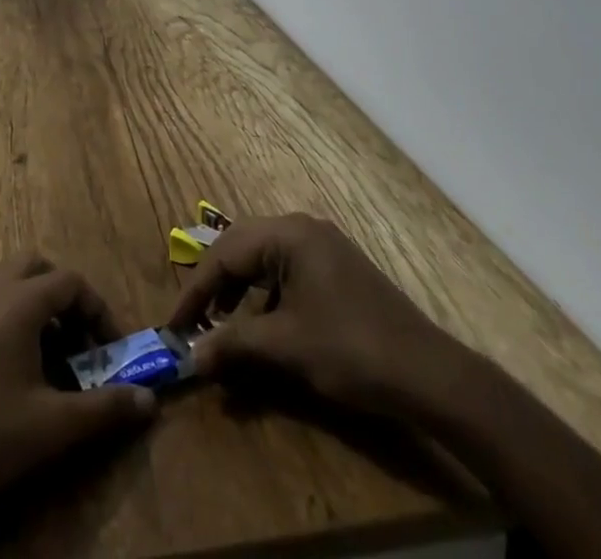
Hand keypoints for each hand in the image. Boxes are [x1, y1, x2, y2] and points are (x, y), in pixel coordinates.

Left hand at [0, 255, 156, 554]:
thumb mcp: (50, 429)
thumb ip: (104, 410)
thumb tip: (150, 400)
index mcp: (19, 301)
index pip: (72, 283)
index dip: (98, 311)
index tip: (110, 350)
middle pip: (36, 267)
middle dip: (62, 296)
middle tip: (76, 341)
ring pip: (3, 279)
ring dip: (29, 302)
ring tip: (41, 353)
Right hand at [167, 213, 480, 420]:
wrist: (426, 372)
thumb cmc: (350, 349)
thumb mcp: (286, 346)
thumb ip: (234, 344)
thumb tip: (191, 355)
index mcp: (288, 234)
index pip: (226, 253)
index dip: (196, 290)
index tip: (175, 326)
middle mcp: (302, 228)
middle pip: (242, 247)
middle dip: (215, 284)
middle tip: (194, 321)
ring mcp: (322, 246)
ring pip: (264, 259)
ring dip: (239, 290)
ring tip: (222, 326)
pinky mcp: (335, 268)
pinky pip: (286, 270)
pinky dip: (265, 295)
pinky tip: (262, 326)